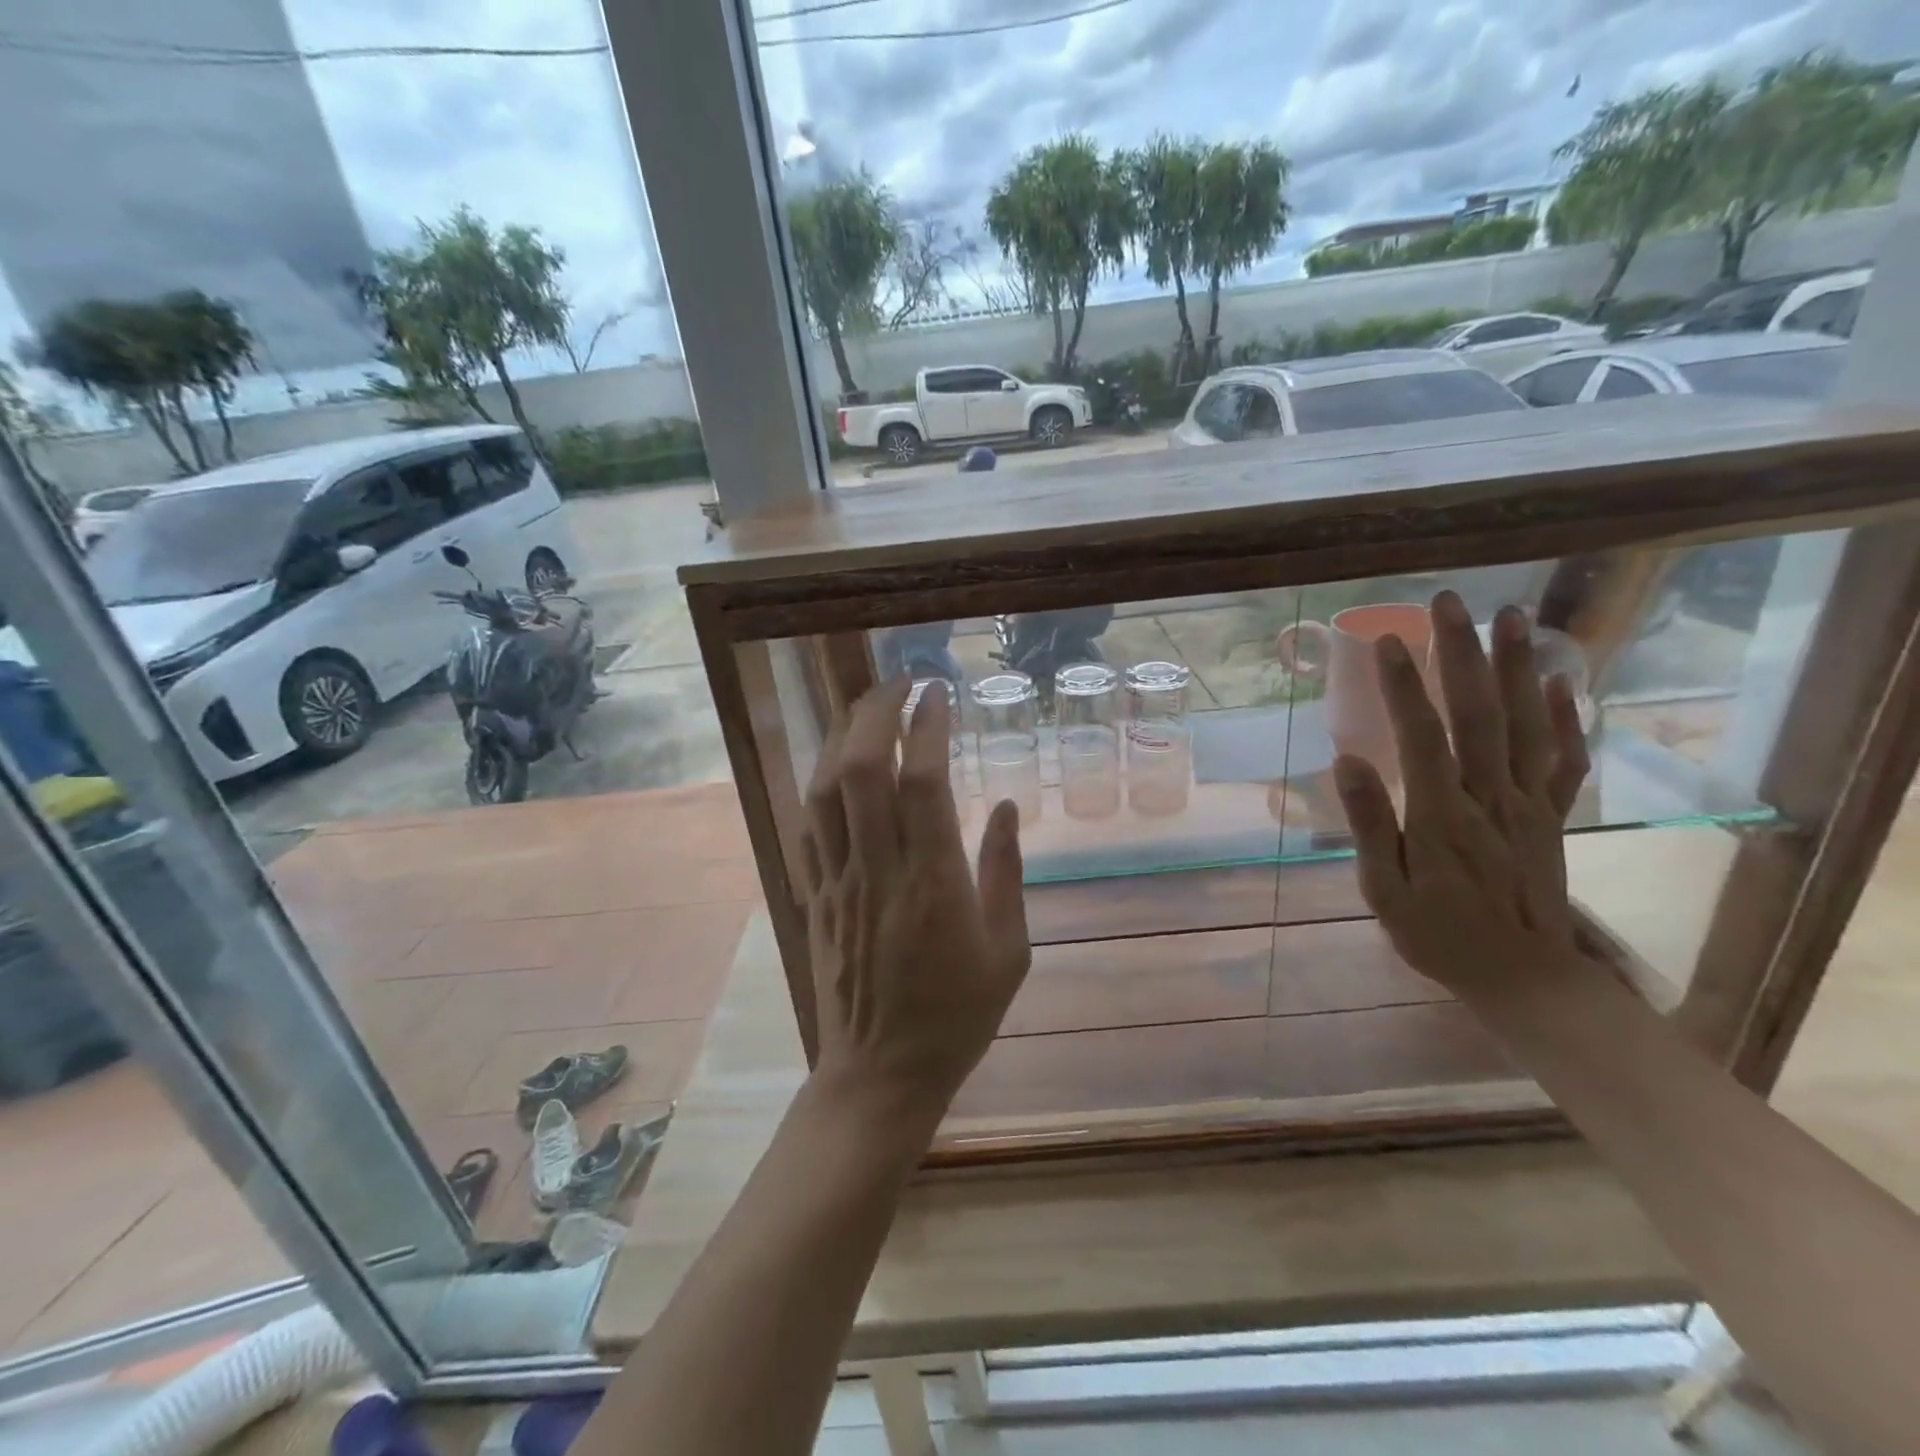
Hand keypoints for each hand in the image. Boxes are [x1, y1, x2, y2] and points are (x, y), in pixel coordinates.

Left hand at [799, 678, 1030, 1117]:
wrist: (880, 1074)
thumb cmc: (956, 1016)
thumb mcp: (1009, 951)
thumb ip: (1005, 872)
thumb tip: (1003, 806)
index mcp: (933, 883)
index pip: (921, 781)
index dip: (927, 727)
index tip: (938, 693)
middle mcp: (878, 870)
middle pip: (860, 769)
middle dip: (875, 712)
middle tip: (899, 684)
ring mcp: (837, 882)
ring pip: (824, 790)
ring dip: (841, 738)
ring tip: (865, 709)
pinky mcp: (813, 896)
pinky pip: (809, 825)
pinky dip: (820, 783)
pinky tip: (835, 766)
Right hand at [1332, 592, 1591, 1002]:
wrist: (1522, 978)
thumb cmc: (1437, 933)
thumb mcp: (1383, 889)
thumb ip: (1368, 823)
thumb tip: (1346, 761)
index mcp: (1441, 814)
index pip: (1422, 736)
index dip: (1403, 686)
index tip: (1387, 641)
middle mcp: (1490, 797)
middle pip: (1478, 713)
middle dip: (1462, 654)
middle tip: (1449, 603)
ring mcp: (1528, 803)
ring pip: (1525, 723)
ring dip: (1516, 667)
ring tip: (1510, 617)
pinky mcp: (1551, 815)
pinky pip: (1564, 760)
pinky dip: (1565, 718)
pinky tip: (1559, 683)